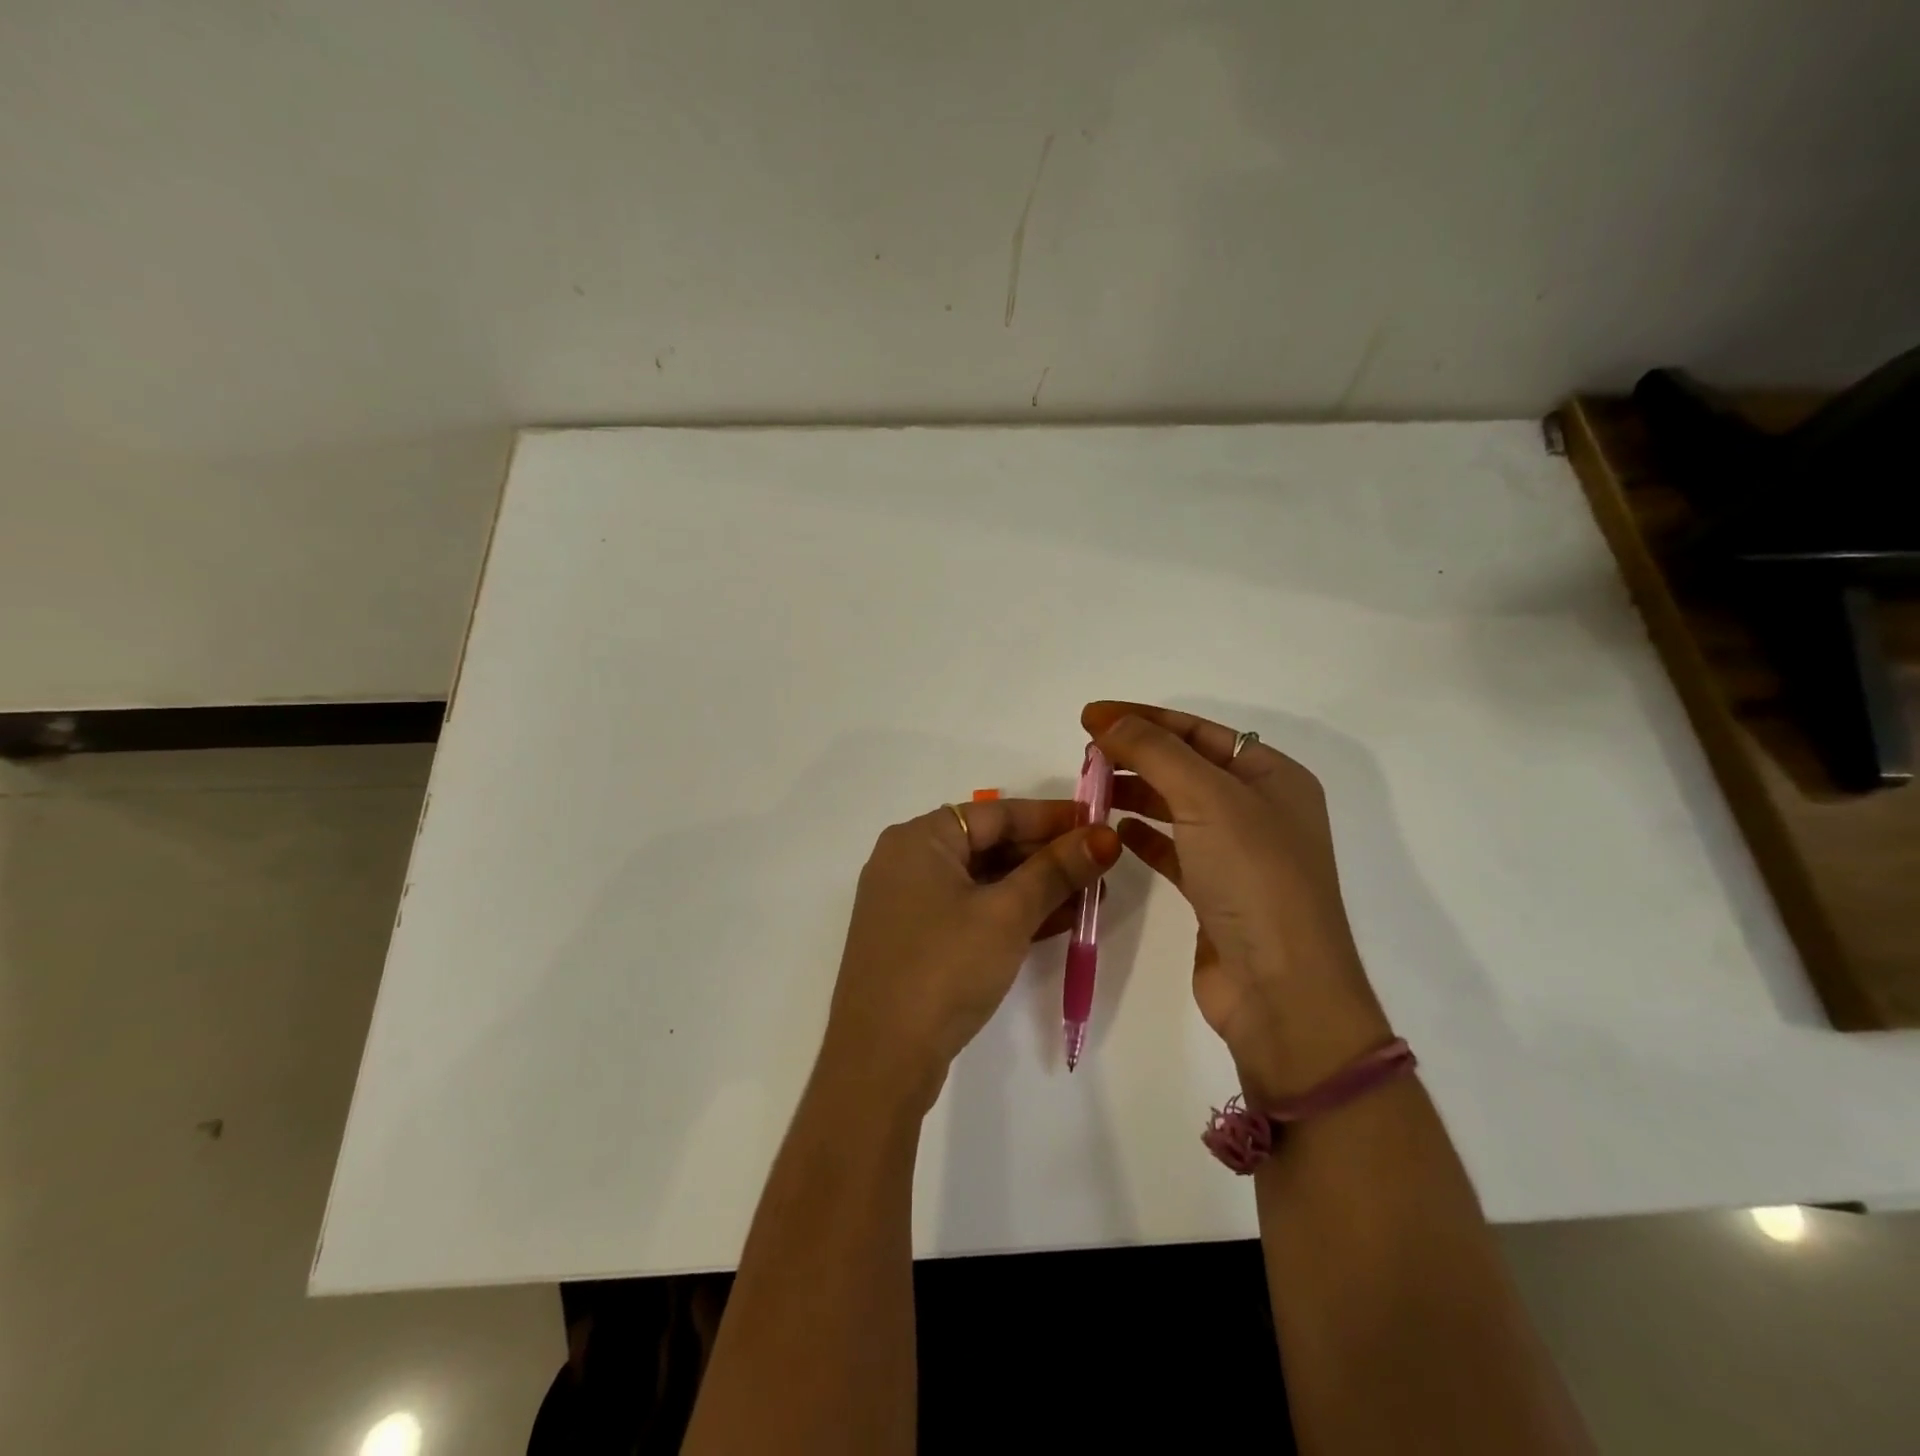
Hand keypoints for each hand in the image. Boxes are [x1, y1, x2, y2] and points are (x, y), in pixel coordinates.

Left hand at [819, 798, 1120, 1114]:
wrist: (881, 1061)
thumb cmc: (944, 968)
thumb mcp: (1007, 914)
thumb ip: (1056, 871)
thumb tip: (1105, 836)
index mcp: (919, 838)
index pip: (997, 813)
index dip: (1052, 817)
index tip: (1099, 822)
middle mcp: (907, 861)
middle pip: (990, 845)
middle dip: (1048, 856)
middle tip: (1101, 865)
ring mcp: (909, 904)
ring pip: (984, 882)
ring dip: (1036, 888)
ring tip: (1091, 896)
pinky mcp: (916, 941)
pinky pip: (972, 912)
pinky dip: (1011, 914)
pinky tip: (1059, 923)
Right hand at [1082, 701, 1391, 1104]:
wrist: (1280, 991)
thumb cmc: (1253, 878)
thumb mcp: (1207, 798)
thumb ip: (1154, 751)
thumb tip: (1107, 718)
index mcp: (1273, 776)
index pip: (1198, 730)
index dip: (1143, 718)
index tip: (1089, 717)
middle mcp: (1260, 809)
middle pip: (1187, 765)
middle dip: (1136, 754)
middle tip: (1085, 755)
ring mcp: (1239, 853)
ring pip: (1177, 806)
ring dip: (1135, 792)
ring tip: (1090, 788)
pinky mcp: (1215, 892)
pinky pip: (1173, 848)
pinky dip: (1143, 835)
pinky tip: (1114, 830)